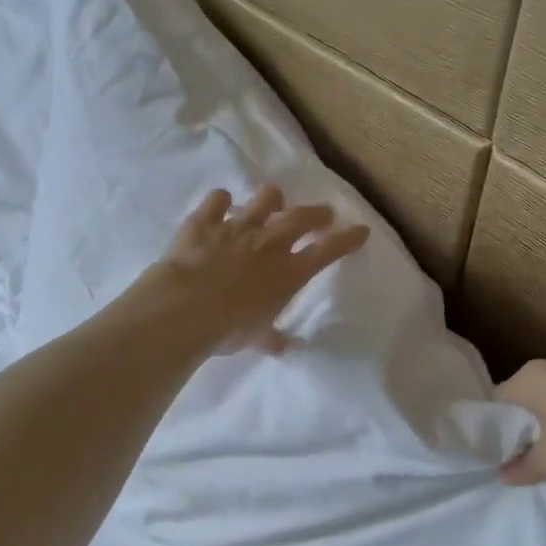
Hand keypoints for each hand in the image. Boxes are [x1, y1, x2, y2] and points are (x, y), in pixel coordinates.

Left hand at [133, 185, 369, 356]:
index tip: (360, 230)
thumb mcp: (256, 338)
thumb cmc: (229, 329)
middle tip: (324, 213)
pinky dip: (221, 200)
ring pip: (264, 199)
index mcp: (289, 273)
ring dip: (272, 198)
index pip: (328, 251)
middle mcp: (269, 243)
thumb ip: (270, 338)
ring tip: (274, 199)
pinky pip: (217, 200)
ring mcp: (237, 227)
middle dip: (317, 214)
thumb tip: (282, 347)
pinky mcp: (204, 221)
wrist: (185, 309)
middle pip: (301, 218)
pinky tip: (221, 202)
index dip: (347, 240)